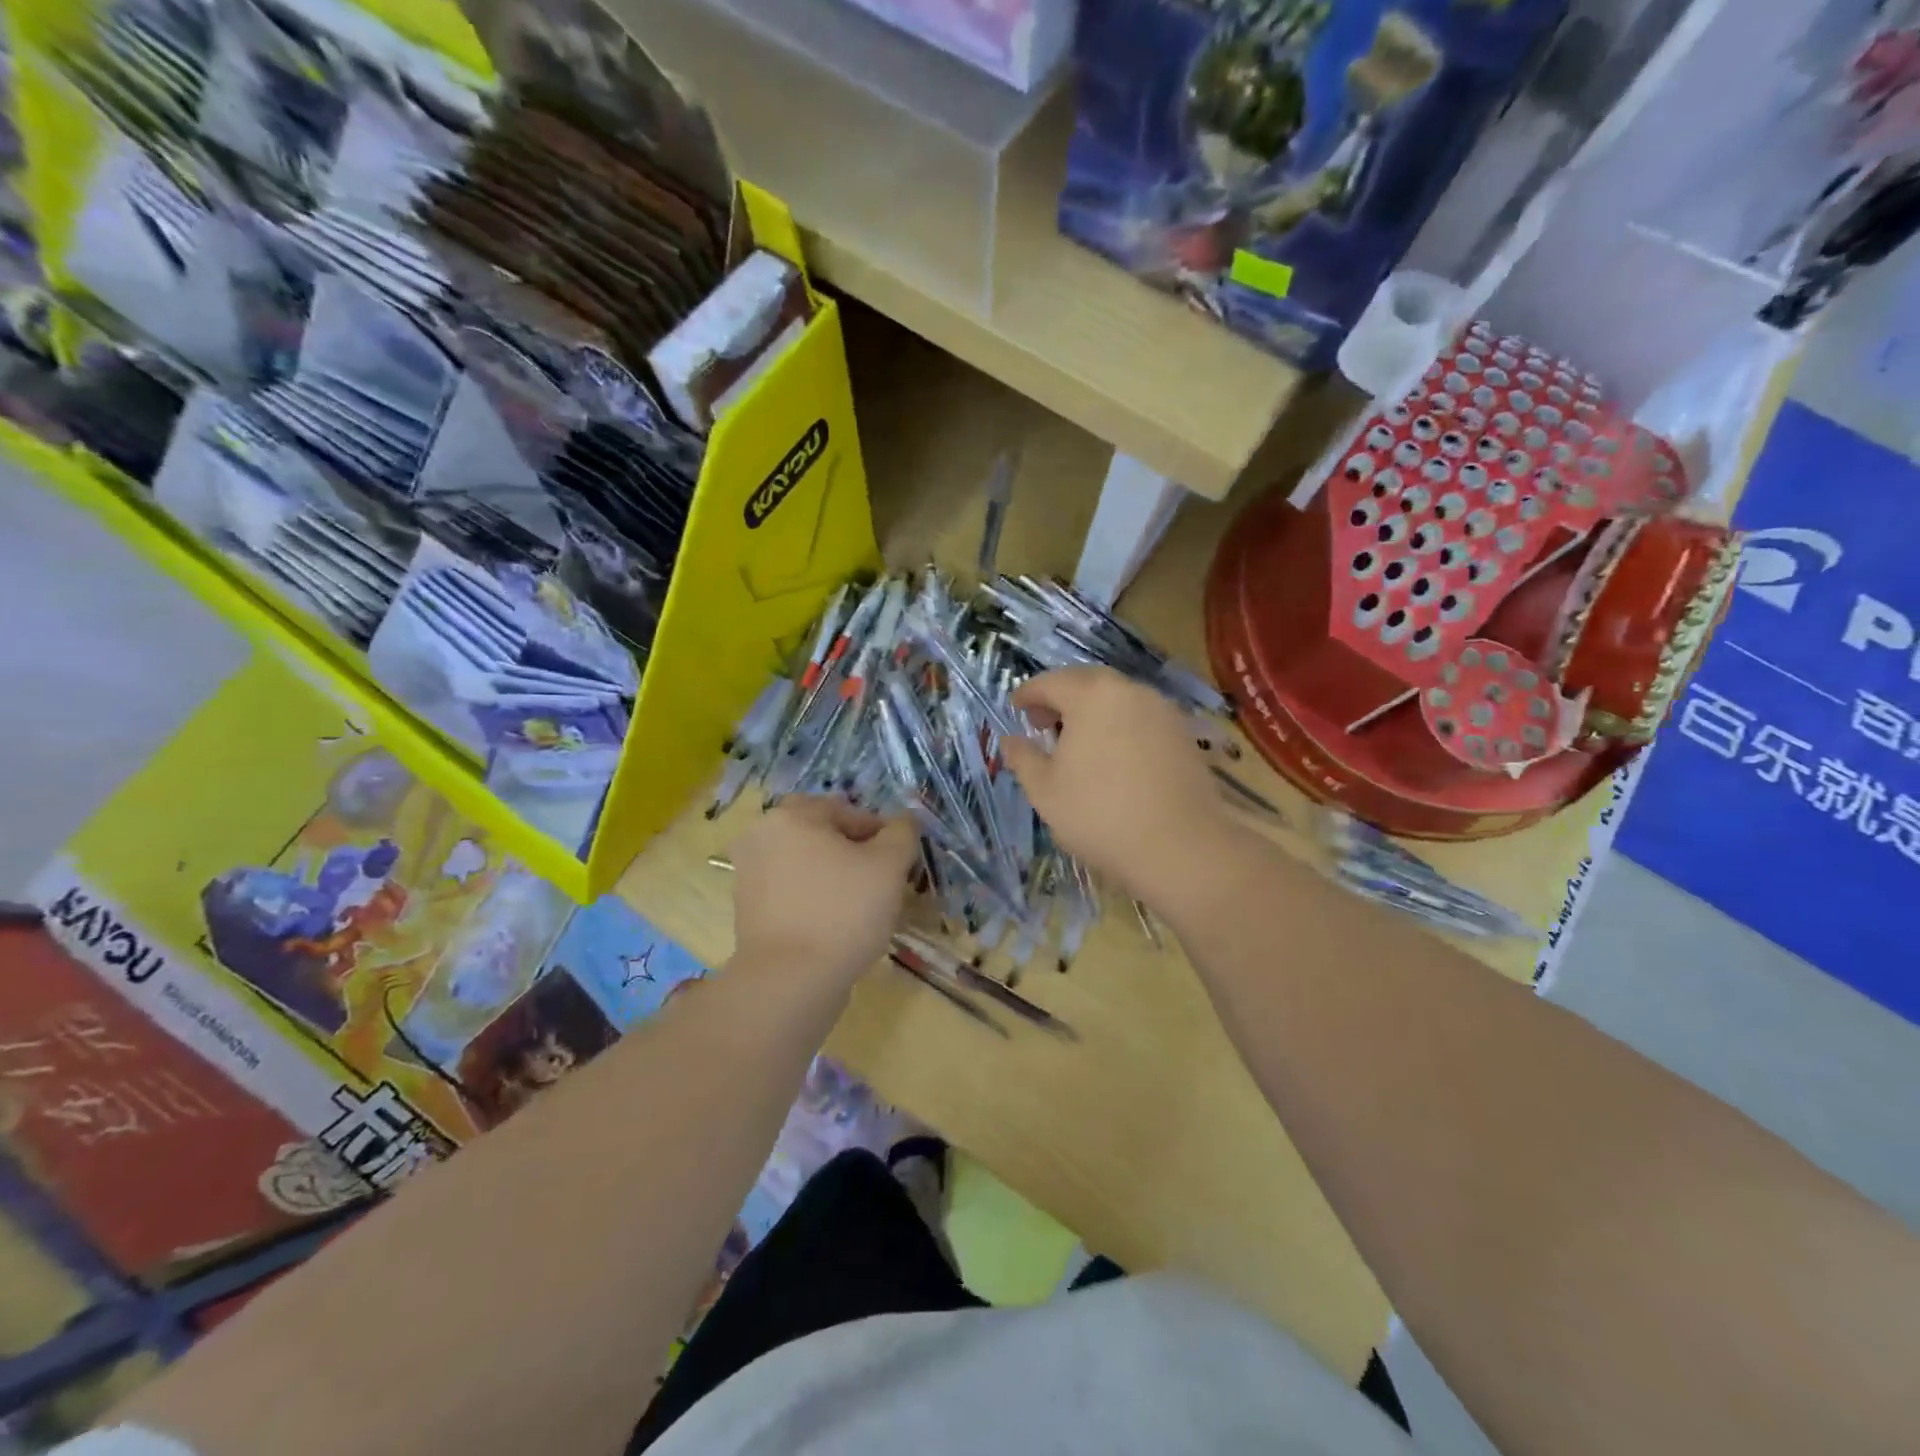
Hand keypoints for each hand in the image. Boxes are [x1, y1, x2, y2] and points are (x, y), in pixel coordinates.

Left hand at [729, 797, 917, 987]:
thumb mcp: (889, 866)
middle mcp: (761, 836)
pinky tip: (835, 925)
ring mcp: (748, 874)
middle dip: (854, 854)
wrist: (790, 981)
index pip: (849, 812)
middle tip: (880, 883)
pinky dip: (814, 899)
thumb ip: (901, 834)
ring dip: (834, 876)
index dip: (881, 835)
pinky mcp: (747, 909)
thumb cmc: (843, 912)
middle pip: (823, 836)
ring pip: (807, 864)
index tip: (899, 865)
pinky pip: (791, 891)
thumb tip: (904, 822)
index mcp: (791, 815)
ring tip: (861, 908)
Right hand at [1001, 667, 1234, 904]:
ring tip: (1077, 742)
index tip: (1016, 708)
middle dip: (1061, 698)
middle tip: (1043, 724)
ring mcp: (1162, 710)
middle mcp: (1129, 690)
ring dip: (1092, 711)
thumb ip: (1022, 758)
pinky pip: (1140, 717)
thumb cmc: (1100, 814)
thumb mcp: (1045, 790)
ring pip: (1117, 698)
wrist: (1181, 846)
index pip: (1050, 682)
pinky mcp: (1183, 733)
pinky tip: (1113, 756)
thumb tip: (1009, 741)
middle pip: (1086, 682)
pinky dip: (1119, 726)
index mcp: (1091, 695)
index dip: (1028, 694)